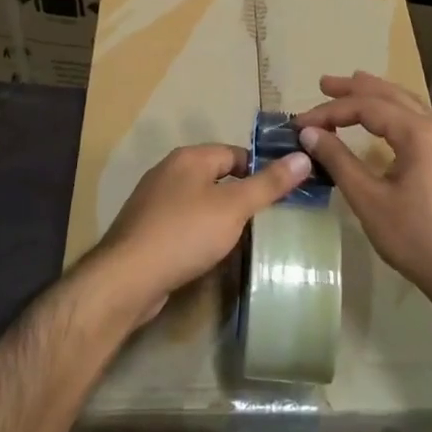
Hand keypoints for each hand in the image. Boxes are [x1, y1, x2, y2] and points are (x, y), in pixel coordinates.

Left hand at [91, 143, 311, 326]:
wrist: (128, 278)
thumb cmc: (185, 233)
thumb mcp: (234, 207)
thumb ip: (268, 184)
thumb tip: (303, 157)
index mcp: (189, 158)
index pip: (235, 153)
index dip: (260, 170)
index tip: (281, 194)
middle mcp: (169, 172)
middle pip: (216, 176)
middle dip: (241, 195)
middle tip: (269, 219)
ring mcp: (154, 201)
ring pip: (200, 201)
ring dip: (221, 216)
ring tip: (246, 238)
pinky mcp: (147, 230)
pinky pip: (183, 223)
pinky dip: (200, 233)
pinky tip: (212, 253)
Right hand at [293, 72, 431, 314]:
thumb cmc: (417, 238)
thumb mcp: (369, 200)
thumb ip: (339, 160)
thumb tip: (308, 132)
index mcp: (419, 132)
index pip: (367, 106)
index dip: (330, 111)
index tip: (299, 123)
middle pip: (391, 95)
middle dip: (356, 88)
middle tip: (323, 84)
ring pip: (408, 105)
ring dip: (378, 95)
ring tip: (352, 87)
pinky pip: (419, 122)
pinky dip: (394, 113)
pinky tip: (384, 123)